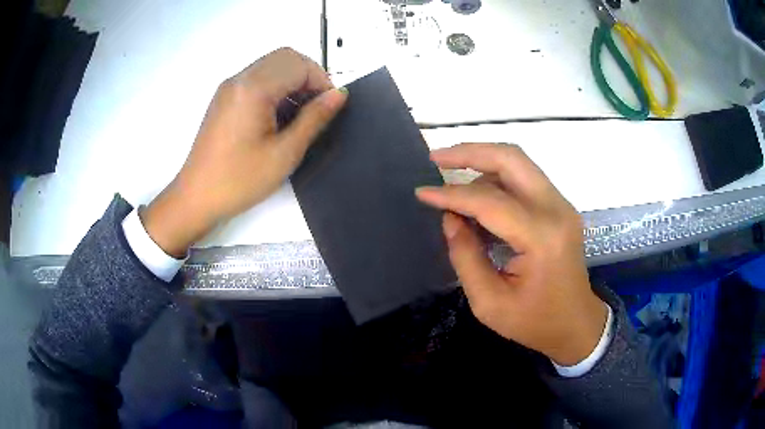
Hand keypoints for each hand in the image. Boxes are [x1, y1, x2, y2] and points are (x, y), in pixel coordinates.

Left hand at [142, 48, 346, 256]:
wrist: (196, 197)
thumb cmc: (239, 180)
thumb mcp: (284, 153)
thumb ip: (314, 118)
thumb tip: (338, 94)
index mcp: (253, 89)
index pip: (299, 65)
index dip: (322, 81)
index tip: (330, 107)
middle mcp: (240, 79)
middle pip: (285, 57)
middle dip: (308, 76)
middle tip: (317, 107)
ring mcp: (229, 87)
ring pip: (272, 65)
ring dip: (292, 81)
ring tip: (299, 115)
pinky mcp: (225, 97)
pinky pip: (257, 78)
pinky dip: (276, 88)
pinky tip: (279, 116)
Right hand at [416, 143, 606, 365]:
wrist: (576, 324)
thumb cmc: (534, 322)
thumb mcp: (489, 303)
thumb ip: (466, 256)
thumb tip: (450, 217)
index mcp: (541, 238)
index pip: (490, 201)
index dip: (451, 194)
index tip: (421, 192)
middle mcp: (556, 210)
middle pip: (511, 159)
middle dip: (470, 152)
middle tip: (436, 158)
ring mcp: (562, 205)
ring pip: (518, 163)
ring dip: (483, 163)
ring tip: (452, 182)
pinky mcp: (560, 207)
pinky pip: (525, 178)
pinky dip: (497, 178)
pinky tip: (477, 196)